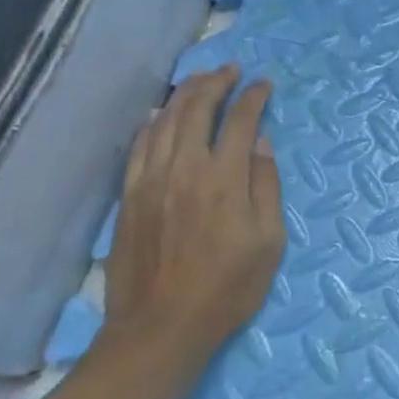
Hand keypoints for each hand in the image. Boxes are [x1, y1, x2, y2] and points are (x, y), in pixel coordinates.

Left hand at [101, 65, 285, 364]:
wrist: (160, 328)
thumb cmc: (228, 288)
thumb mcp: (269, 241)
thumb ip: (266, 186)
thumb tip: (261, 144)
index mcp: (224, 179)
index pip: (240, 121)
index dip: (254, 97)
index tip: (264, 84)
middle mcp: (184, 169)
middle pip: (197, 109)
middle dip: (216, 83)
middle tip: (231, 70)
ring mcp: (150, 181)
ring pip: (164, 121)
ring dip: (184, 95)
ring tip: (200, 80)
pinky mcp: (129, 196)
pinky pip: (138, 146)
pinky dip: (151, 123)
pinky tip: (158, 115)